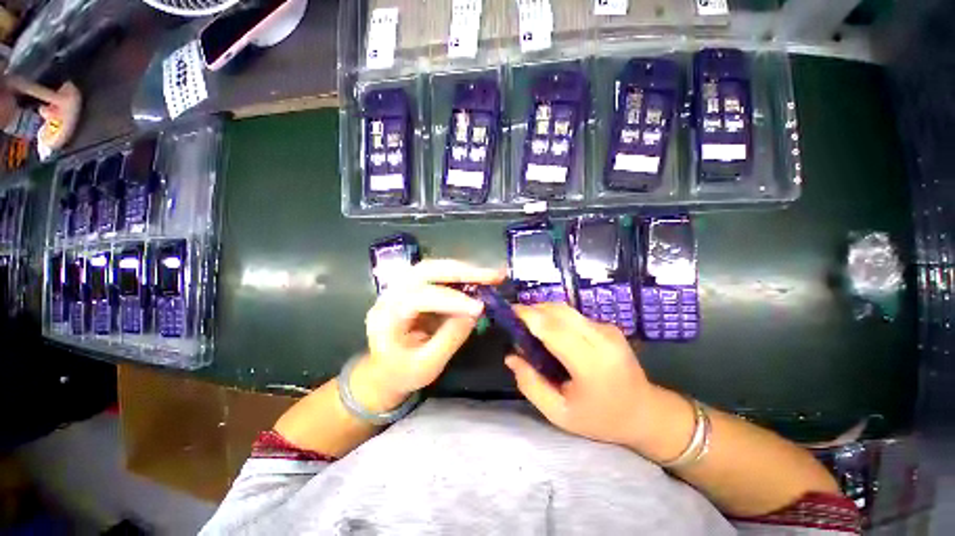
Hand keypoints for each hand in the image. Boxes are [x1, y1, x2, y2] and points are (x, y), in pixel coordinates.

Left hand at [357, 260, 504, 410]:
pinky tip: (477, 280)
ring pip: (434, 267)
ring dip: (464, 270)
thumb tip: (475, 313)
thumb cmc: (402, 374)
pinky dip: (460, 276)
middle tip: (493, 276)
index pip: (420, 298)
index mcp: (387, 316)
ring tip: (490, 275)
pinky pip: (438, 275)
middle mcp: (391, 294)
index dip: (452, 300)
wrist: (382, 372)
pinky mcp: (414, 287)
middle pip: (427, 271)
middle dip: (462, 272)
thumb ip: (450, 339)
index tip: (480, 308)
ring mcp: (402, 287)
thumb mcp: (427, 366)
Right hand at [505, 303, 682, 452]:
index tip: (509, 312)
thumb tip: (511, 357)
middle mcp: (601, 339)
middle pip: (559, 311)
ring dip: (544, 311)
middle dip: (533, 309)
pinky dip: (556, 317)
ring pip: (566, 309)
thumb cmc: (601, 419)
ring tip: (529, 325)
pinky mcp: (609, 326)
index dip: (528, 316)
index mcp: (590, 363)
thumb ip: (531, 385)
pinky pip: (575, 315)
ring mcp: (607, 329)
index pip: (553, 329)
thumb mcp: (560, 414)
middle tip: (515, 319)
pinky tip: (550, 331)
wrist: (647, 412)